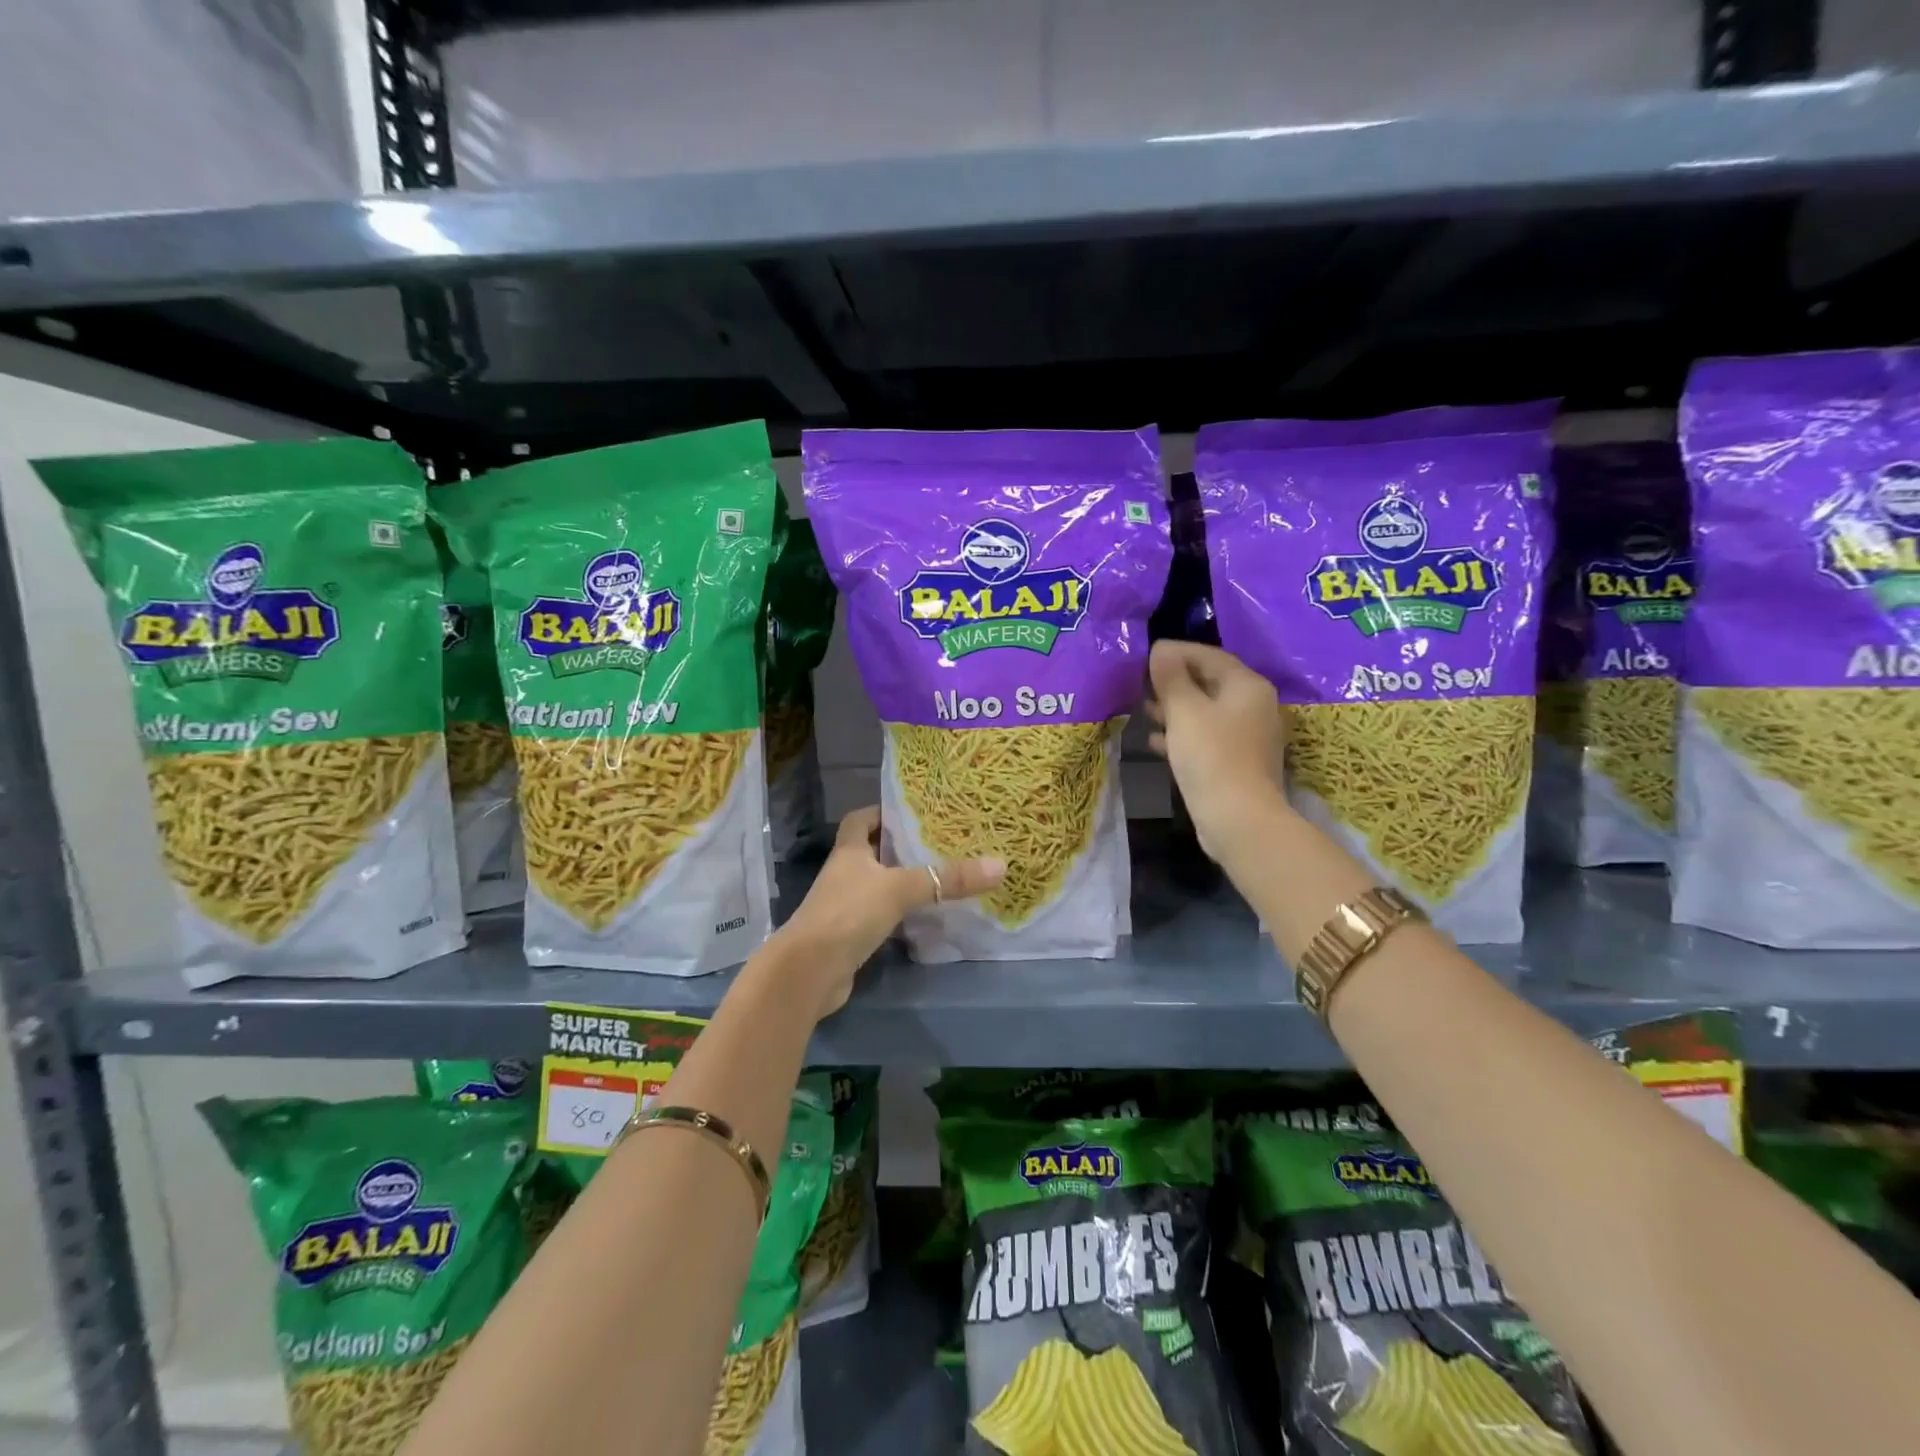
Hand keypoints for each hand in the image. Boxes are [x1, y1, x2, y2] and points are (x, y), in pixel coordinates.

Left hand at [770, 807, 1004, 1017]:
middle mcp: (843, 874)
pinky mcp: (849, 936)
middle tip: (939, 845)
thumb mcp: (902, 889)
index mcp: (848, 851)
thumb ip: (948, 879)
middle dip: (901, 849)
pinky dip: (899, 916)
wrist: (809, 972)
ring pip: (877, 886)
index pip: (859, 820)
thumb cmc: (849, 914)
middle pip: (871, 852)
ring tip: (940, 879)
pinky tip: (924, 919)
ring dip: (901, 883)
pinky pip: (879, 917)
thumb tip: (1000, 865)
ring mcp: (844, 907)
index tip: (911, 813)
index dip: (881, 813)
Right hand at [1146, 640, 1290, 862]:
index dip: (1176, 652)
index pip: (1209, 655)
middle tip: (1142, 684)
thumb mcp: (1184, 711)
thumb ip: (1170, 678)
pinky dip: (1183, 735)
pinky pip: (1208, 738)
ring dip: (1176, 709)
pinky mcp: (1238, 762)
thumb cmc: (1211, 756)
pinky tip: (1156, 741)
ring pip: (1207, 712)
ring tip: (1145, 710)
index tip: (1146, 656)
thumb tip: (1161, 650)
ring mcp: (1249, 736)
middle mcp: (1254, 706)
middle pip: (1210, 683)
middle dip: (1174, 682)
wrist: (1238, 818)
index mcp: (1247, 686)